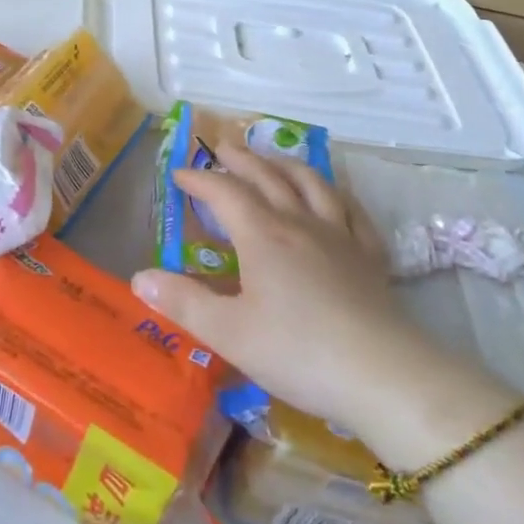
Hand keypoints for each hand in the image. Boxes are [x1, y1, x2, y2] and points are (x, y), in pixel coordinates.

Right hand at [131, 138, 470, 437]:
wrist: (384, 376)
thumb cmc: (298, 352)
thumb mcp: (228, 333)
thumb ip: (183, 302)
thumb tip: (139, 277)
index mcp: (262, 235)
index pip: (224, 191)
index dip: (199, 178)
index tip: (179, 174)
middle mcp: (299, 223)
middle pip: (267, 176)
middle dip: (241, 158)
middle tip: (222, 147)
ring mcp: (340, 236)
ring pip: (311, 184)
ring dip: (286, 165)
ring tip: (273, 159)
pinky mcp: (370, 256)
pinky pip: (352, 211)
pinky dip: (336, 194)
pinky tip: (333, 197)